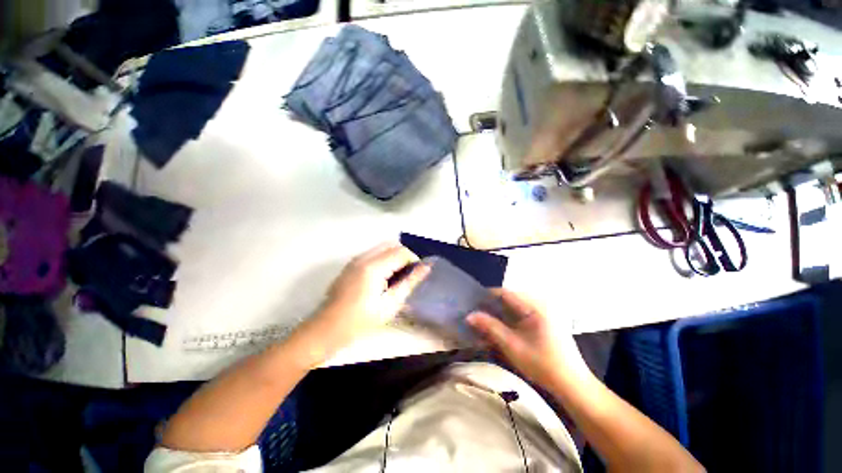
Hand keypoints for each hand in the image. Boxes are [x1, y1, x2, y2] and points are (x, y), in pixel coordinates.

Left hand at [309, 242, 429, 348]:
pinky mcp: (351, 264)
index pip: (401, 252)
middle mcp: (363, 257)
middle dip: (404, 256)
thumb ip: (410, 282)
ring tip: (396, 277)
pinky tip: (383, 278)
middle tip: (407, 275)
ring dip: (394, 256)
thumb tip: (426, 267)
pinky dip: (384, 259)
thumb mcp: (390, 304)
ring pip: (382, 247)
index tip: (417, 275)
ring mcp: (355, 259)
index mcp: (373, 267)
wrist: (327, 329)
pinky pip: (373, 253)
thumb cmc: (361, 321)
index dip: (414, 260)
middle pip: (392, 244)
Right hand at [467, 289, 589, 386]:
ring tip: (487, 325)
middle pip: (509, 298)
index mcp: (535, 305)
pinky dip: (510, 319)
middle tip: (478, 317)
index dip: (486, 297)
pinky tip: (502, 330)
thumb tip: (469, 316)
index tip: (472, 305)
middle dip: (492, 307)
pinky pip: (522, 312)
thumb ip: (490, 327)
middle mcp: (540, 302)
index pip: (504, 292)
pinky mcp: (545, 319)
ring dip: (500, 314)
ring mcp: (544, 310)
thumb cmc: (542, 364)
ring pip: (514, 306)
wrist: (572, 384)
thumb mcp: (512, 345)